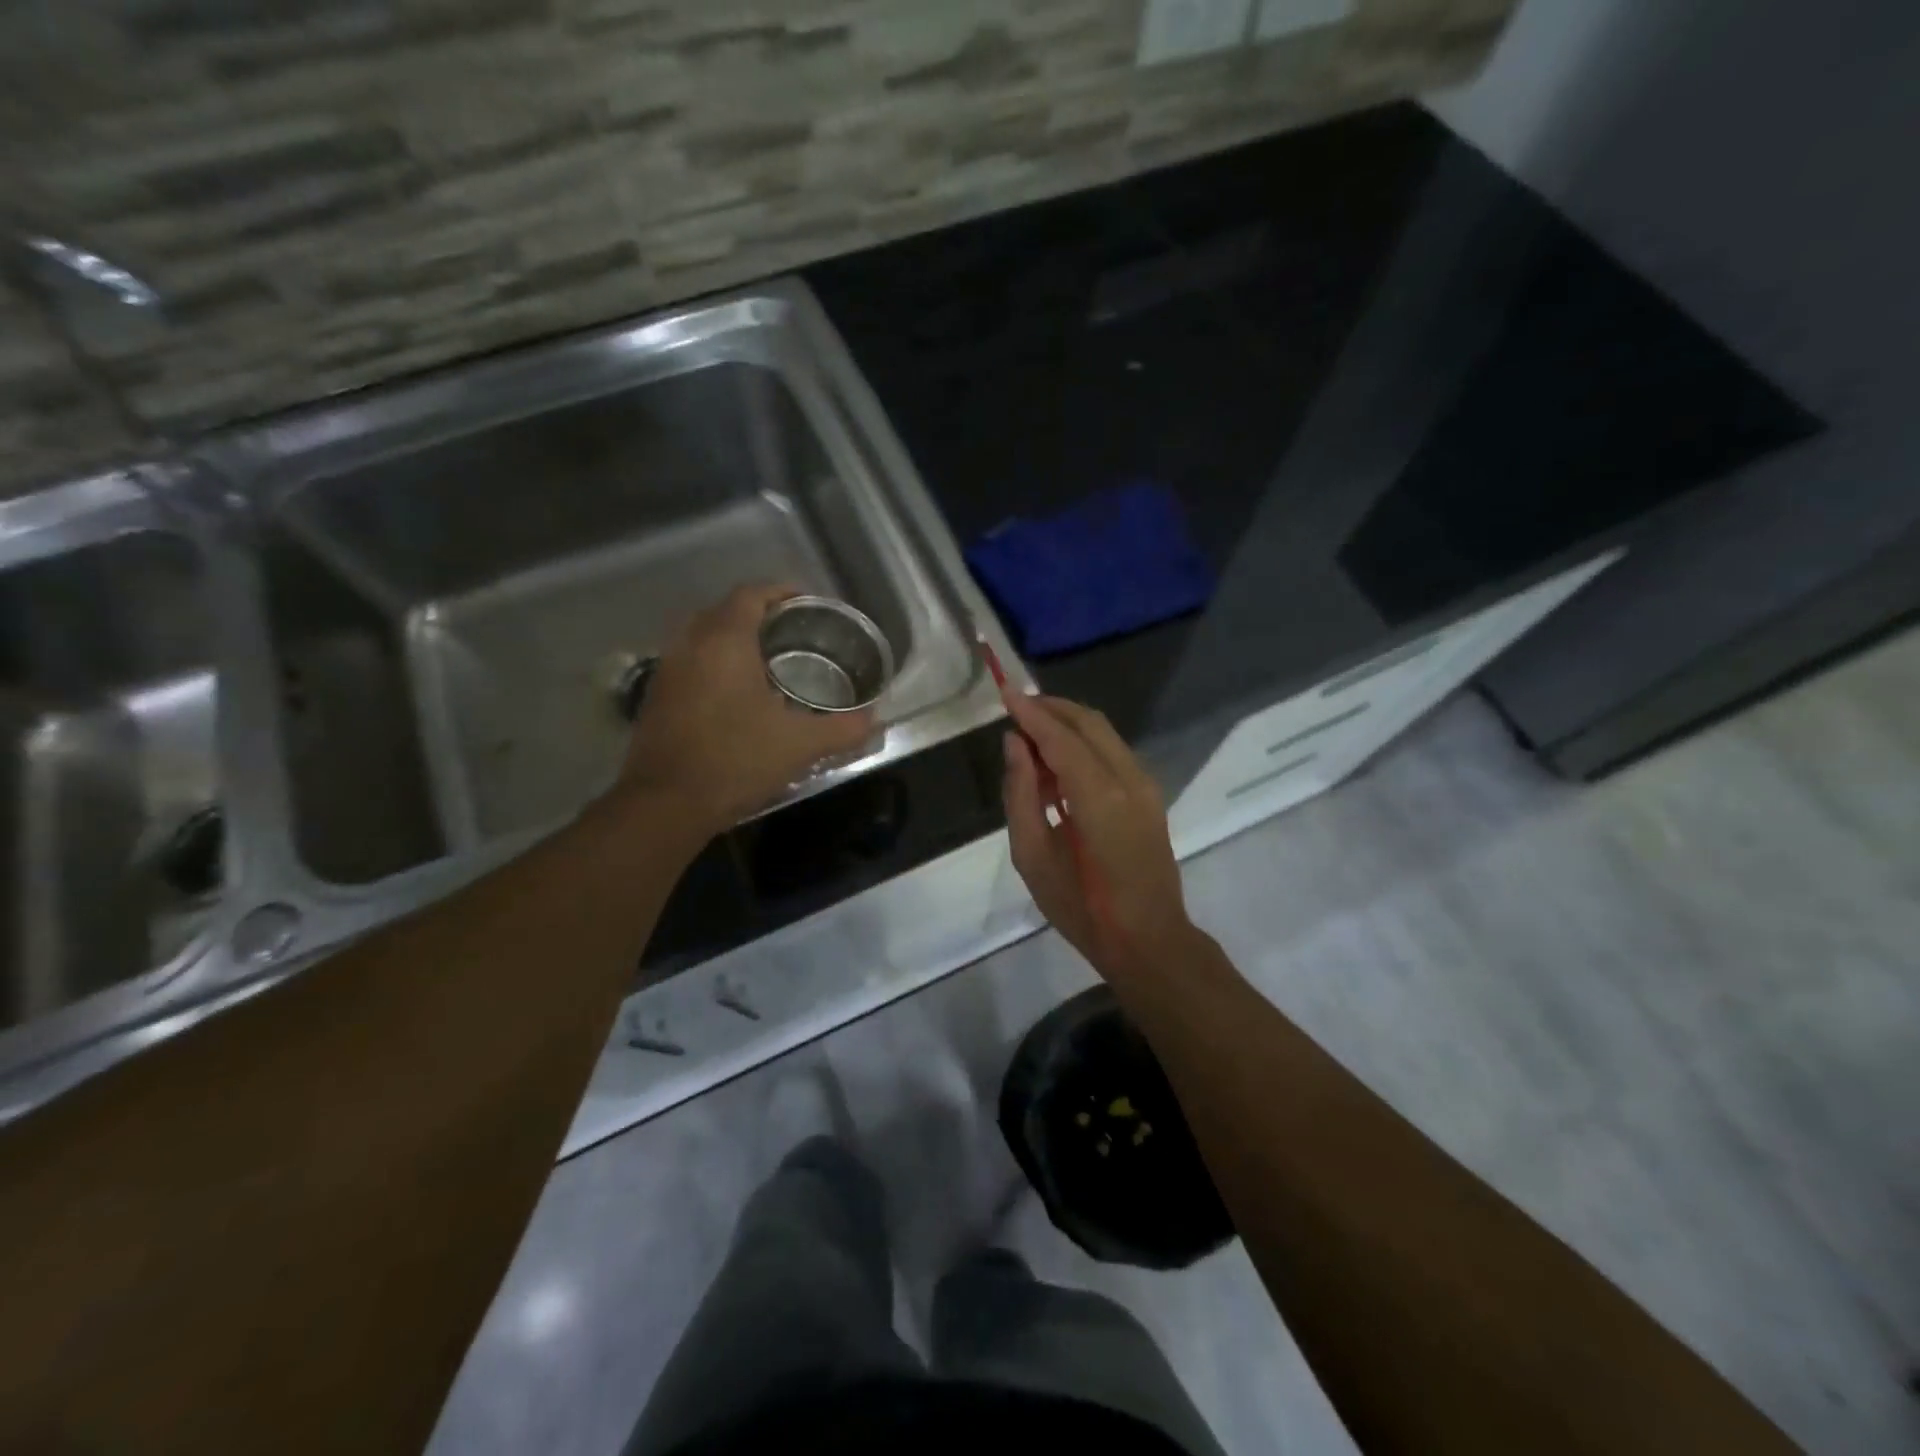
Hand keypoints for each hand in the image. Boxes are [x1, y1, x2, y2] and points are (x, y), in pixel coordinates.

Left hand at [618, 583, 876, 836]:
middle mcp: (690, 643)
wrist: (665, 804)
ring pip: (704, 636)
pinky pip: (691, 661)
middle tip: (794, 633)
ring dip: (734, 639)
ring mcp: (667, 669)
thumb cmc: (735, 760)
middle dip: (760, 614)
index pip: (752, 593)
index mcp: (725, 640)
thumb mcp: (800, 745)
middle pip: (726, 610)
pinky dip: (715, 664)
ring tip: (768, 661)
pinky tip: (737, 694)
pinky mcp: (656, 696)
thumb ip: (843, 728)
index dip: (783, 592)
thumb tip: (873, 719)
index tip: (809, 605)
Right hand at [1000, 688, 1195, 979]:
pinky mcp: (1150, 795)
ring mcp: (1145, 785)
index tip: (1003, 692)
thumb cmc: (1082, 908)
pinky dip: (1083, 745)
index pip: (1060, 737)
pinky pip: (1113, 753)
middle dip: (1050, 709)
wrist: (1149, 941)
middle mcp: (1129, 778)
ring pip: (1103, 733)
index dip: (1030, 712)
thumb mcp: (1033, 856)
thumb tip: (1014, 745)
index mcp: (1099, 796)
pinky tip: (1057, 767)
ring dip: (1067, 726)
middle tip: (1014, 710)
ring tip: (1030, 740)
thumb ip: (1020, 793)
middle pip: (1088, 722)